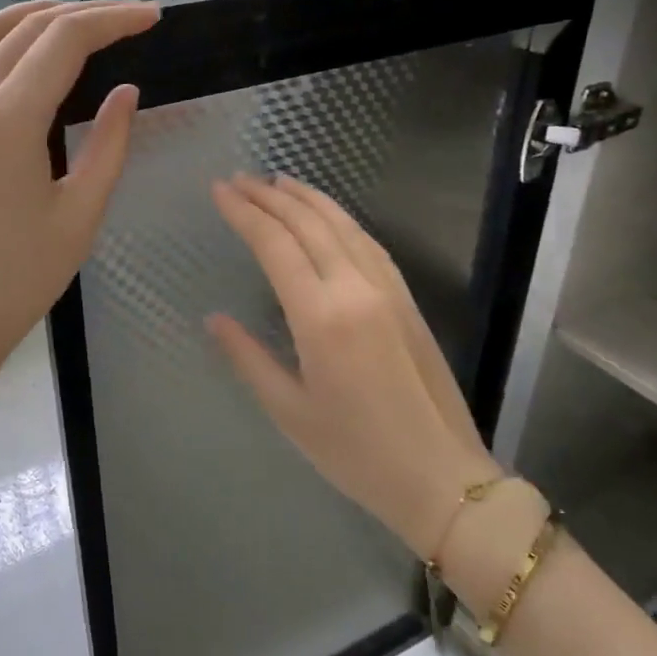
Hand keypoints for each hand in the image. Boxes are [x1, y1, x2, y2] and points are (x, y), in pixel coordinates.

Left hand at [0, 0, 158, 374]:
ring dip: (39, 18)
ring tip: (85, 22)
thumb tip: (127, 93)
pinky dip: (4, 42)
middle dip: (83, 14)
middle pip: (28, 28)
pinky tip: (30, 55)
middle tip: (130, 19)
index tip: (152, 17)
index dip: (113, 21)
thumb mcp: (81, 214)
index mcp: (7, 120)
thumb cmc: (20, 278)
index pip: (64, 41)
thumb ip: (110, 144)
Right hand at [207, 174, 497, 558]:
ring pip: (344, 225)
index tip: (218, 190)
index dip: (244, 213)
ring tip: (277, 181)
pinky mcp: (406, 299)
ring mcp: (387, 289)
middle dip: (270, 196)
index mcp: (321, 317)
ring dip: (307, 198)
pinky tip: (327, 216)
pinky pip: (368, 243)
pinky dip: (341, 219)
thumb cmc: (356, 454)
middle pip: (308, 224)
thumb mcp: (289, 412)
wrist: (441, 476)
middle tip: (238, 179)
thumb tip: (215, 319)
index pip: (275, 245)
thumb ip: (248, 357)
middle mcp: (356, 289)